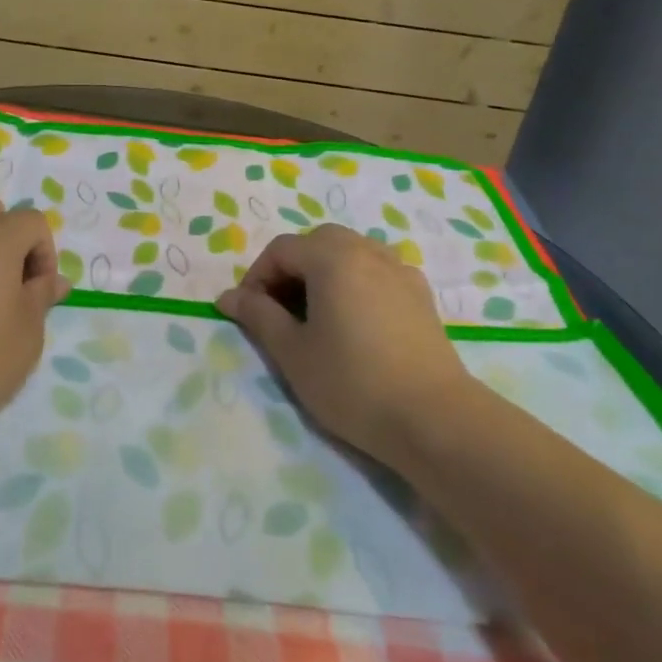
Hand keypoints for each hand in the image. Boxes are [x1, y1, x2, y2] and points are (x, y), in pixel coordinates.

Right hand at [215, 225, 469, 463]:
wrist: (433, 419)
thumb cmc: (351, 382)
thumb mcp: (292, 352)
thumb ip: (258, 316)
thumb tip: (228, 297)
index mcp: (333, 258)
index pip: (281, 249)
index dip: (257, 277)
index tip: (249, 313)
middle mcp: (368, 252)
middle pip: (318, 242)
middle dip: (291, 268)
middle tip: (280, 310)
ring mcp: (400, 271)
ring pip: (351, 253)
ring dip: (324, 272)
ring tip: (316, 315)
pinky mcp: (421, 295)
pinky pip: (378, 271)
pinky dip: (356, 282)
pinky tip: (355, 320)